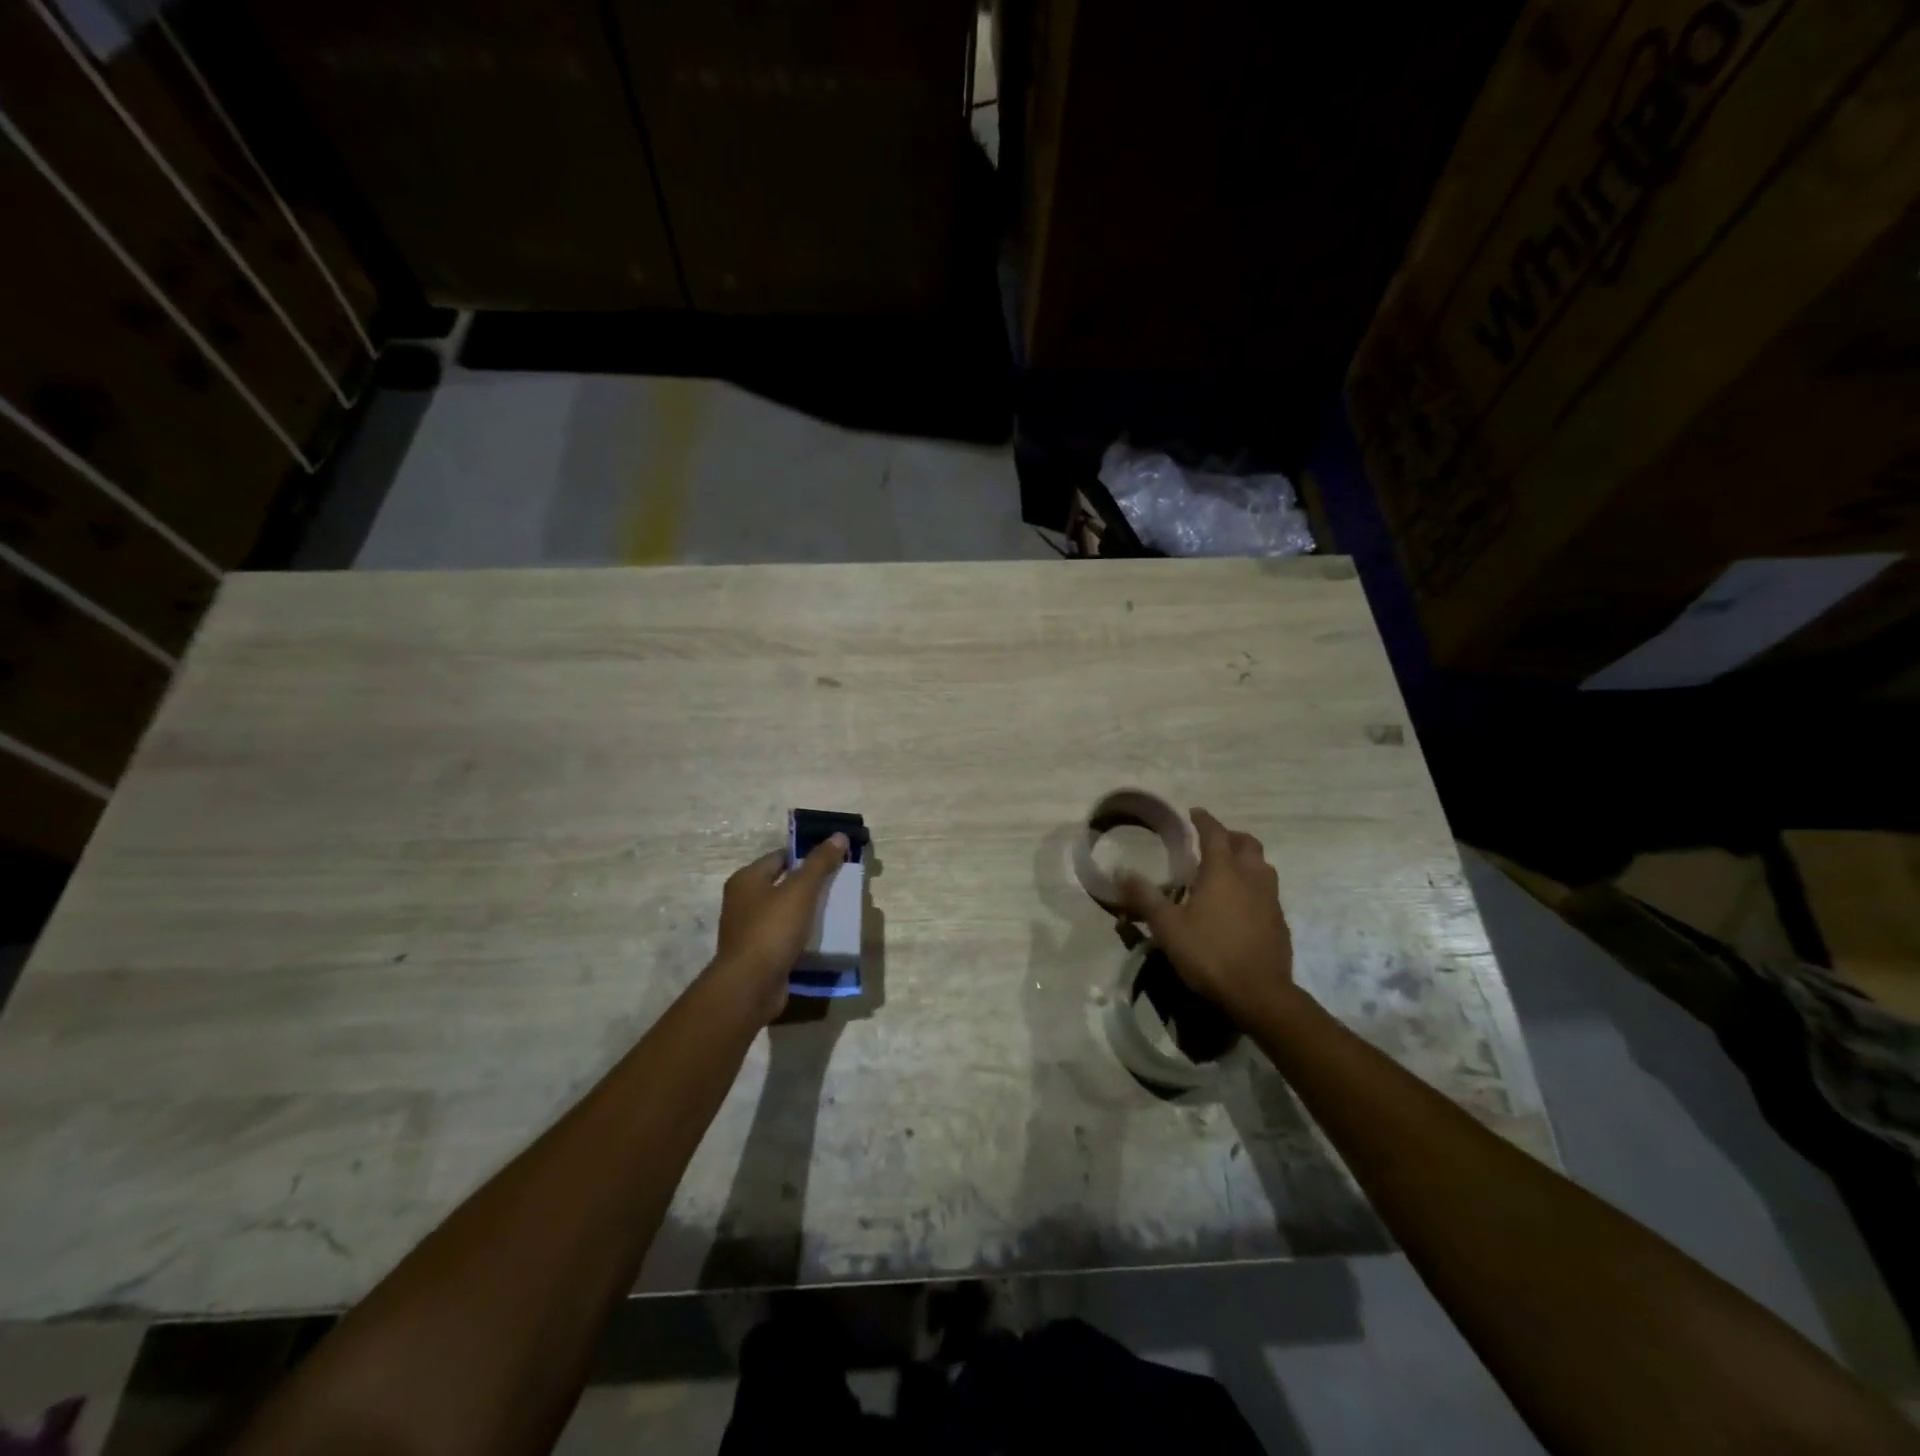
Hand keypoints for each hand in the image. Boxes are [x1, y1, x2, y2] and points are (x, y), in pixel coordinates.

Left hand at [708, 834, 848, 1023]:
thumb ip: (820, 863)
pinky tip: (822, 939)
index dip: (807, 856)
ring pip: (785, 912)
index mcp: (747, 879)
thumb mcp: (800, 891)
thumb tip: (839, 835)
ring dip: (808, 913)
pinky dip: (802, 936)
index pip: (781, 857)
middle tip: (840, 887)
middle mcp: (743, 901)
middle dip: (811, 886)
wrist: (750, 986)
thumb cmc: (772, 930)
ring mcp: (749, 930)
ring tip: (836, 913)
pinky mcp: (758, 954)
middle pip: (784, 884)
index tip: (835, 860)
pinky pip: (785, 937)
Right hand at [1119, 808, 1294, 1025]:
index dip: (1204, 820)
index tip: (1194, 813)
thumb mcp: (1167, 927)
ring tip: (1228, 870)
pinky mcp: (1280, 923)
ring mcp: (1271, 900)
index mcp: (1223, 871)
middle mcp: (1251, 878)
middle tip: (1212, 841)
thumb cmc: (1209, 954)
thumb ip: (1144, 897)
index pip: (1215, 833)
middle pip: (1247, 844)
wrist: (1259, 995)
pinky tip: (1242, 905)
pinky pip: (1268, 892)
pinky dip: (1254, 887)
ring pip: (1263, 867)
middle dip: (1230, 837)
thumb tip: (1121, 872)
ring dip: (1247, 860)